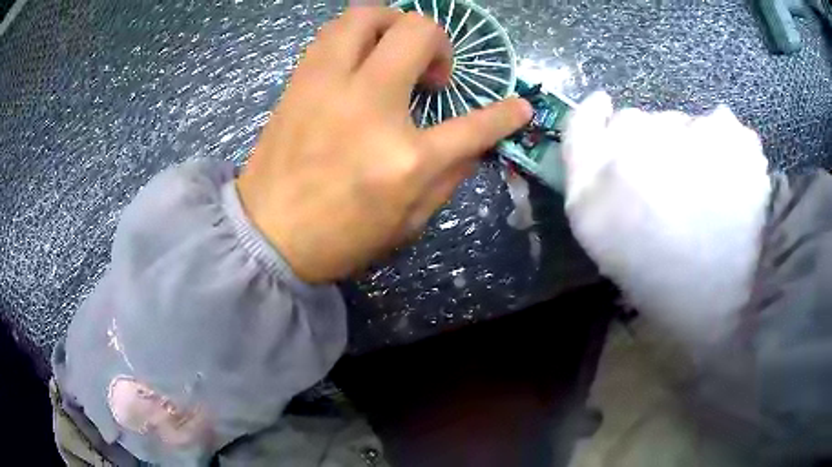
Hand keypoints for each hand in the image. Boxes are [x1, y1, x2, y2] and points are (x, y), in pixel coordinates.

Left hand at [237, 7, 530, 282]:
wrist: (267, 236)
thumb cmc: (340, 238)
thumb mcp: (409, 222)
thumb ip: (450, 177)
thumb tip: (474, 143)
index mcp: (405, 158)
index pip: (474, 125)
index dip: (505, 114)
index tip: (518, 106)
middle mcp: (367, 104)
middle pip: (416, 31)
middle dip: (437, 41)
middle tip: (429, 72)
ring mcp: (326, 85)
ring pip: (365, 15)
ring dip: (391, 24)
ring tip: (393, 53)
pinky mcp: (298, 82)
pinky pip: (331, 33)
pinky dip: (356, 36)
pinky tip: (359, 61)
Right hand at [563, 92, 770, 346]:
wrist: (739, 306)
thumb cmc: (674, 291)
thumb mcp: (616, 251)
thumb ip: (602, 191)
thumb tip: (613, 140)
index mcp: (593, 201)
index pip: (580, 129)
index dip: (593, 116)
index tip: (604, 109)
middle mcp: (627, 158)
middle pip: (632, 122)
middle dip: (648, 144)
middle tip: (673, 185)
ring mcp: (678, 138)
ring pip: (677, 123)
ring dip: (689, 147)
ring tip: (710, 194)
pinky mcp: (723, 132)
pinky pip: (717, 125)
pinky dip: (724, 147)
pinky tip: (734, 184)